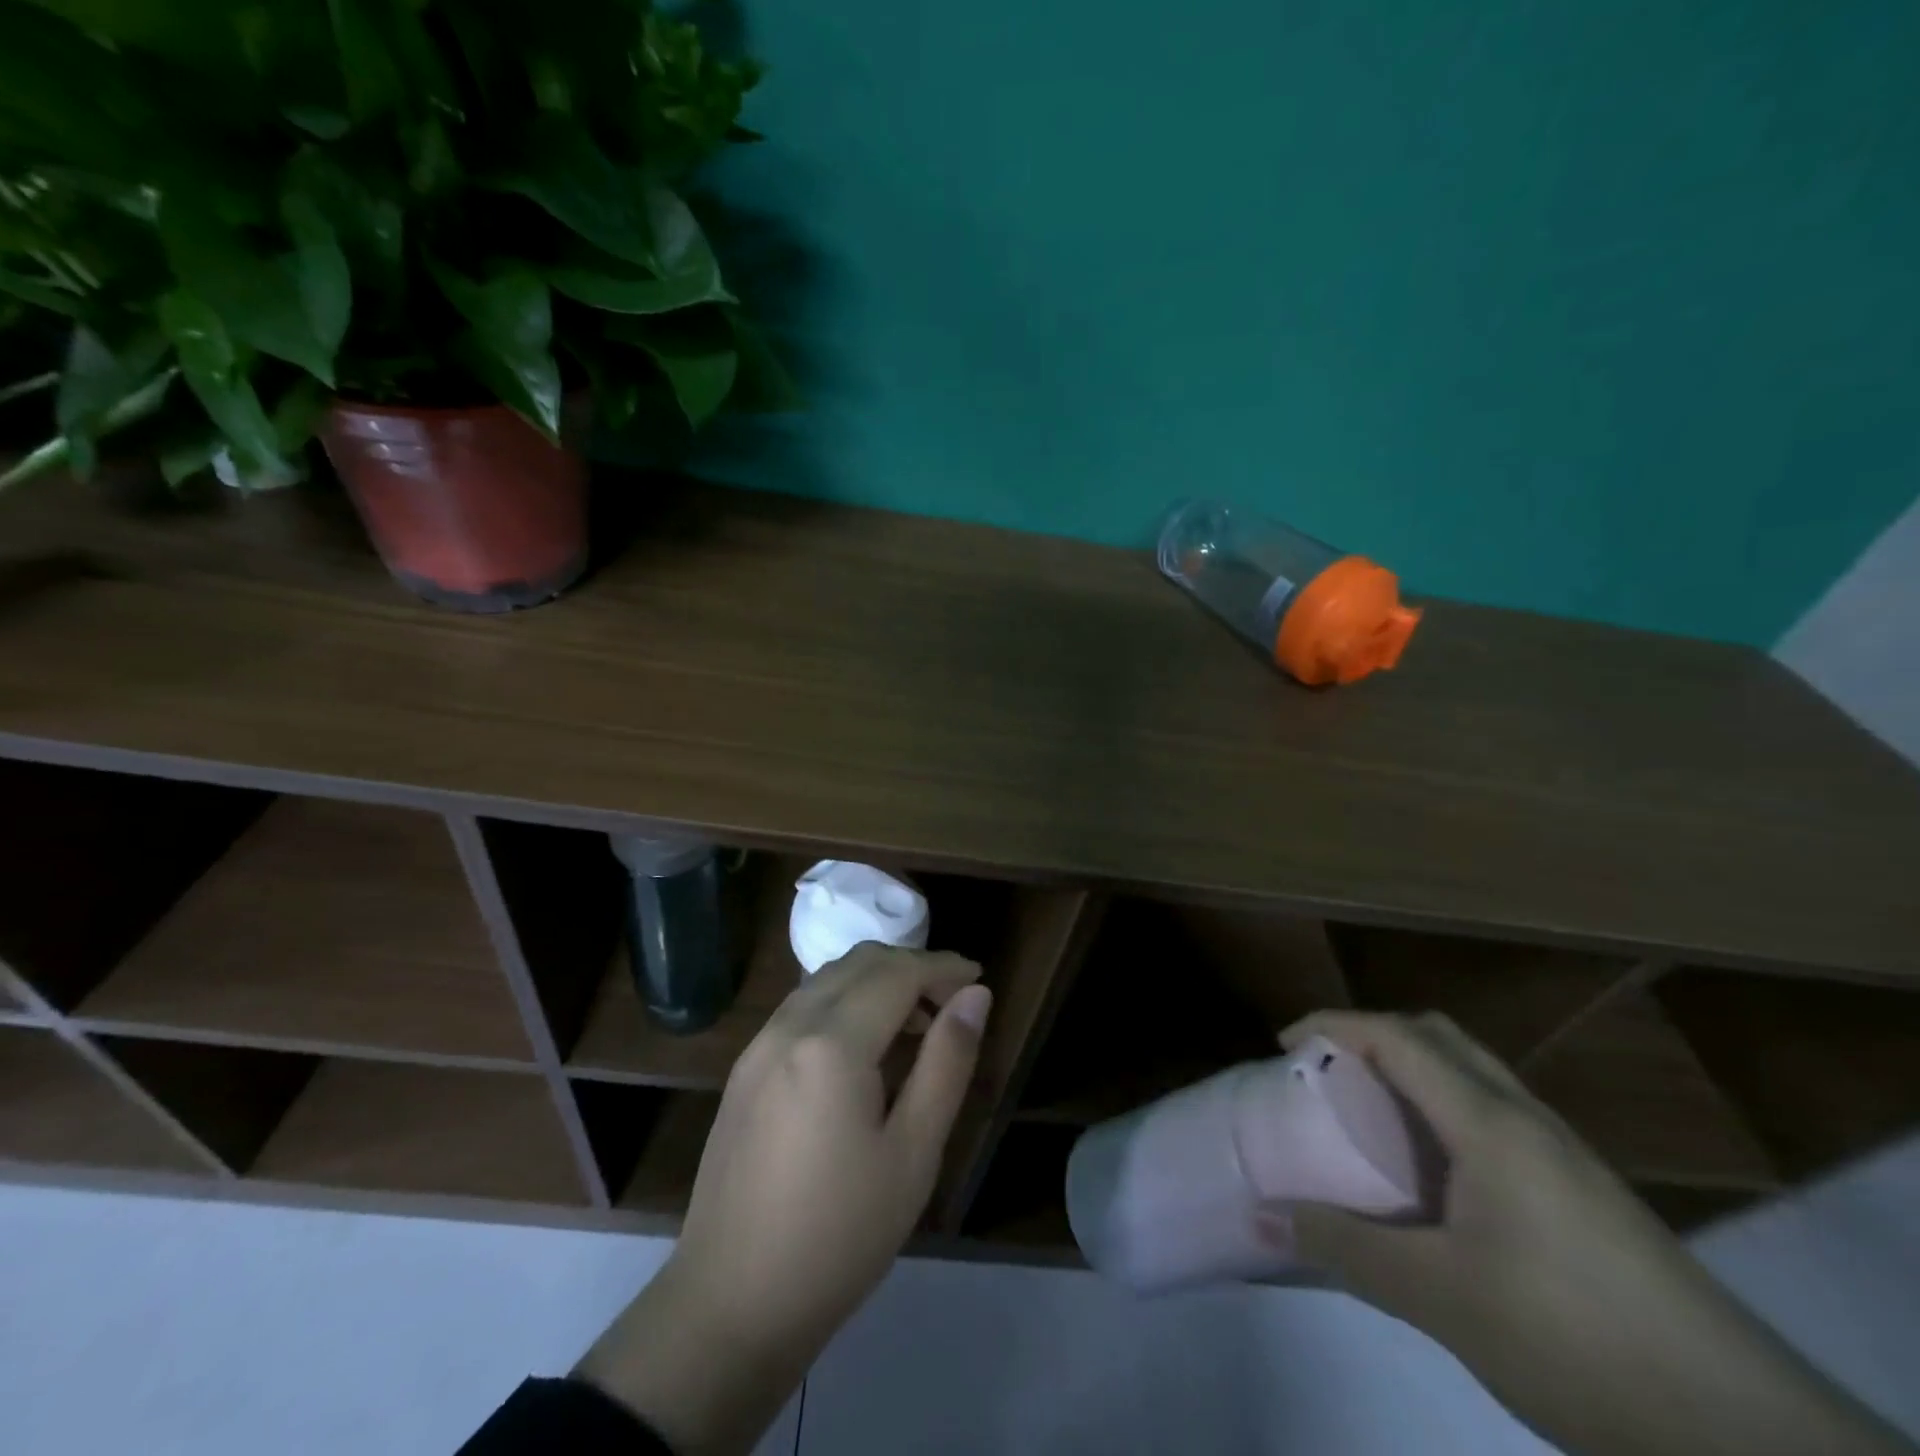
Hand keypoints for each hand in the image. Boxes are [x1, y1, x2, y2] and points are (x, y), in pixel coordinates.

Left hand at [577, 943, 991, 1454]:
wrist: (728, 1305)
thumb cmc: (838, 1236)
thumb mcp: (913, 1153)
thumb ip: (947, 1062)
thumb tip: (975, 997)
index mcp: (832, 1045)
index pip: (897, 973)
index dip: (942, 967)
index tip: (978, 978)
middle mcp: (789, 1026)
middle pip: (860, 963)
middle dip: (911, 966)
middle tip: (952, 1001)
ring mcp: (759, 1044)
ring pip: (827, 978)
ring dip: (876, 980)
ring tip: (915, 1021)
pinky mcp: (745, 1067)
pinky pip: (802, 1005)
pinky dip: (844, 1000)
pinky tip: (864, 1044)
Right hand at [1279, 1010, 1908, 1455]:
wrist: (1747, 1436)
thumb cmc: (1572, 1337)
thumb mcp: (1442, 1299)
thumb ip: (1347, 1250)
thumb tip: (1266, 1218)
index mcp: (1490, 1122)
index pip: (1397, 1036)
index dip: (1333, 1026)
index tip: (1284, 1047)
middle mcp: (1527, 1118)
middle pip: (1439, 1037)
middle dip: (1372, 1037)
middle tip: (1327, 1073)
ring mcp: (1564, 1155)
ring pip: (1473, 1076)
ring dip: (1412, 1074)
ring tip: (1370, 1120)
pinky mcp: (1587, 1193)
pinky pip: (1496, 1118)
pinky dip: (1445, 1115)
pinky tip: (1435, 1181)